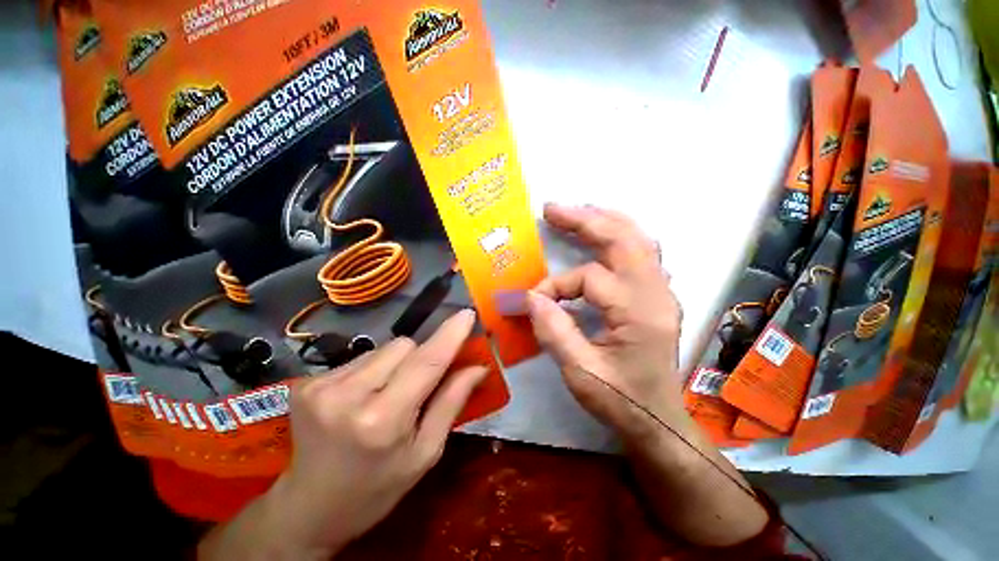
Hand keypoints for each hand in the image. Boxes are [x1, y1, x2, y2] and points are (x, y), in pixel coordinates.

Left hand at [199, 310, 487, 559]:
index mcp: (383, 420)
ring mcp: (321, 385)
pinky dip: (372, 370)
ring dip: (395, 363)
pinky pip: (360, 357)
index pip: (426, 363)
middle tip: (417, 386)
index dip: (449, 335)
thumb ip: (452, 402)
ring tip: (385, 394)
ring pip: (383, 348)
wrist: (309, 508)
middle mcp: (348, 395)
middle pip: (404, 345)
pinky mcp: (306, 381)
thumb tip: (479, 367)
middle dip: (420, 357)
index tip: (467, 314)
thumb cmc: (378, 487)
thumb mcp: (426, 452)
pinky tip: (362, 397)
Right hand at [527, 203, 685, 441]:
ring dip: (605, 221)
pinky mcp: (657, 296)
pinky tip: (602, 235)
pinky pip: (642, 254)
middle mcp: (656, 293)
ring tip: (576, 213)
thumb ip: (554, 331)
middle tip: (552, 209)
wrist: (659, 422)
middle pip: (624, 239)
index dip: (556, 285)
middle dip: (585, 220)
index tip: (533, 302)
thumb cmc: (622, 401)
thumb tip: (531, 297)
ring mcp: (661, 292)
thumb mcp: (581, 373)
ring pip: (638, 240)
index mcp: (639, 312)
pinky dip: (620, 237)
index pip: (589, 278)